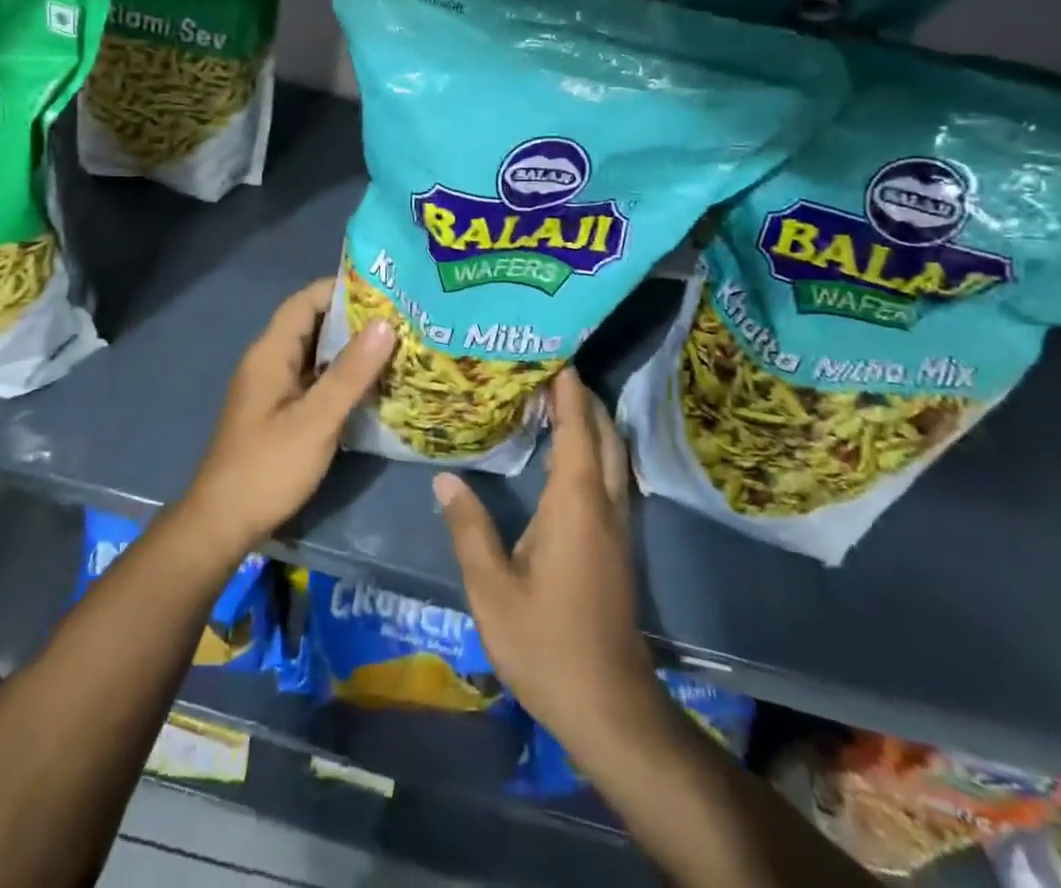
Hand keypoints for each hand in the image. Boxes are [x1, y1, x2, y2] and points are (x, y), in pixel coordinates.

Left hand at [179, 279, 394, 562]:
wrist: (222, 523)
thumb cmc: (268, 467)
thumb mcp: (316, 420)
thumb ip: (350, 373)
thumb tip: (385, 323)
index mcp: (271, 352)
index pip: (306, 300)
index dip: (343, 289)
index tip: (386, 289)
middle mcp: (270, 361)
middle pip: (313, 323)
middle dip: (355, 318)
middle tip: (402, 318)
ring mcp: (273, 387)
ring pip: (316, 353)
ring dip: (351, 348)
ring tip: (397, 345)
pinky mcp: (280, 411)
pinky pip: (314, 378)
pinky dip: (341, 375)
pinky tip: (373, 385)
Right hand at [433, 370, 654, 745]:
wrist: (608, 706)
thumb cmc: (546, 642)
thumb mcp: (491, 588)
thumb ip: (468, 528)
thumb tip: (445, 479)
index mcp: (575, 503)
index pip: (576, 429)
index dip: (568, 390)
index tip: (552, 354)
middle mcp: (603, 505)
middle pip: (603, 434)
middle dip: (582, 398)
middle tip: (547, 370)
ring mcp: (616, 527)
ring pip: (611, 457)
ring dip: (590, 424)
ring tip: (553, 402)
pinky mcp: (616, 546)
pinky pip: (608, 478)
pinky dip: (591, 452)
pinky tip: (563, 459)